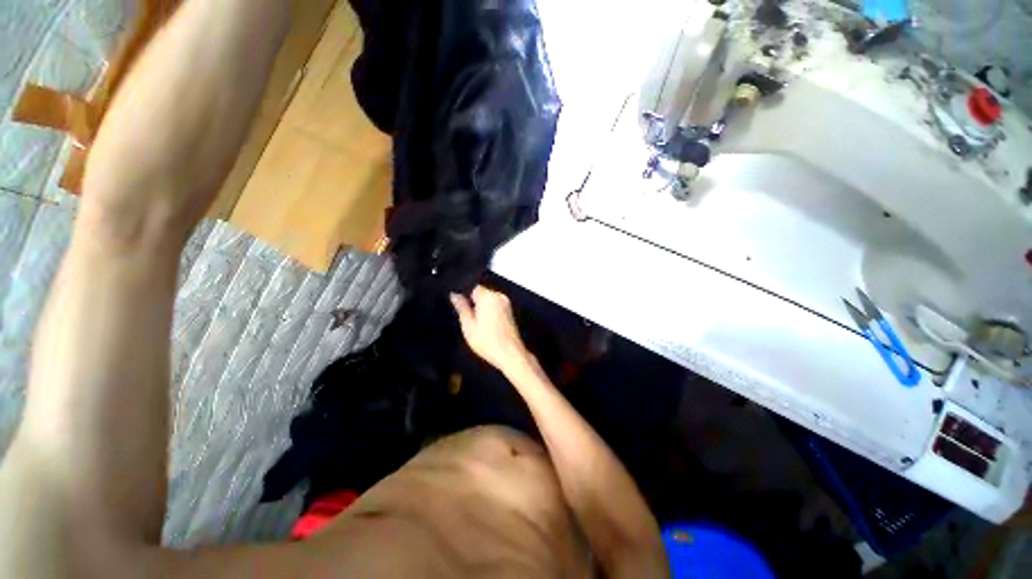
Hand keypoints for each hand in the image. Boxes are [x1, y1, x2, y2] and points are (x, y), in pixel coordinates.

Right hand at [451, 286, 530, 372]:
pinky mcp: (509, 311)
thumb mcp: (468, 325)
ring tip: (478, 324)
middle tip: (468, 318)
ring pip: (488, 299)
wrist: (510, 354)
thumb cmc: (489, 342)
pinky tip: (487, 326)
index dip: (463, 294)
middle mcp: (499, 296)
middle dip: (473, 302)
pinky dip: (489, 312)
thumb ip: (461, 307)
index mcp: (488, 297)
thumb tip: (455, 295)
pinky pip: (495, 306)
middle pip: (481, 292)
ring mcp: (506, 303)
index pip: (472, 286)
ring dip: (481, 307)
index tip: (459, 305)